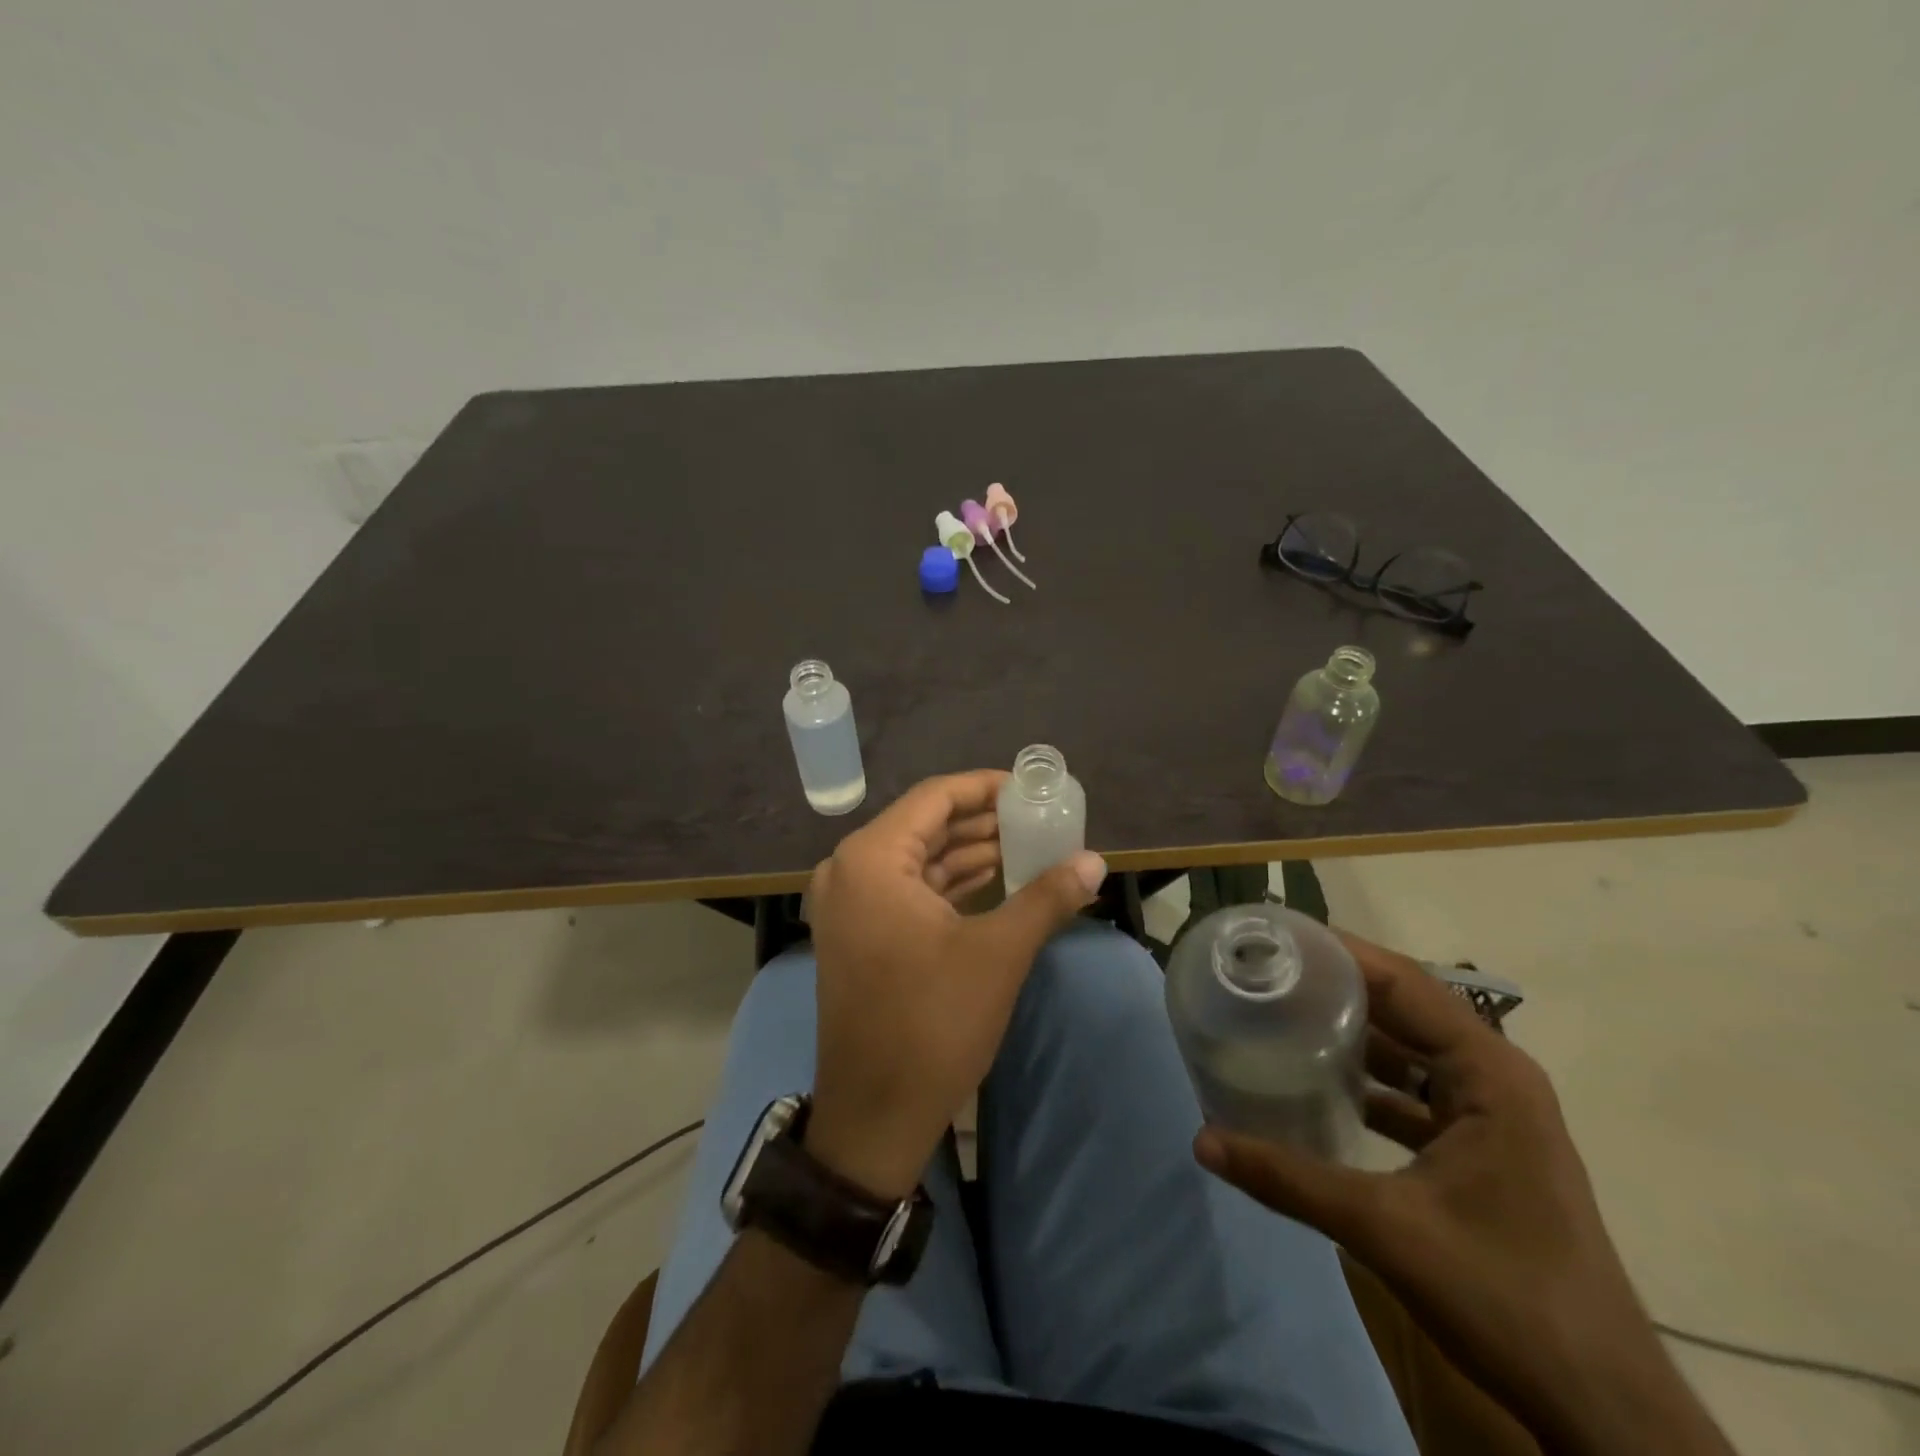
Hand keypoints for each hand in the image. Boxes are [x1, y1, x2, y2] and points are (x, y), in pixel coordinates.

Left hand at [803, 771, 1106, 1198]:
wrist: (875, 1114)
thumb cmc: (933, 1022)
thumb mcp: (999, 953)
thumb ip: (1047, 897)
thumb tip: (1096, 861)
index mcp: (872, 859)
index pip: (935, 798)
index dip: (985, 788)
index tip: (1031, 789)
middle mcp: (849, 870)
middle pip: (925, 826)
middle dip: (982, 822)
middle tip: (1038, 820)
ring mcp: (849, 904)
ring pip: (917, 859)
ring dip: (969, 853)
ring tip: (1028, 846)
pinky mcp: (858, 934)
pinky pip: (907, 889)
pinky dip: (949, 883)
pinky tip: (994, 881)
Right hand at [1194, 933, 1726, 1454]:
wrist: (1603, 1407)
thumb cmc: (1506, 1296)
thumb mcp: (1385, 1229)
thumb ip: (1288, 1179)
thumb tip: (1202, 1141)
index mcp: (1489, 1074)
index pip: (1405, 983)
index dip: (1340, 953)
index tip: (1277, 938)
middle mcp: (1494, 1078)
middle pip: (1405, 1007)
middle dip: (1336, 985)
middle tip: (1265, 970)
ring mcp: (1492, 1114)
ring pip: (1409, 1049)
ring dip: (1350, 1032)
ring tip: (1280, 1012)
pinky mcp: (1481, 1148)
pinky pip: (1413, 1090)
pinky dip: (1368, 1080)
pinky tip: (1317, 1085)